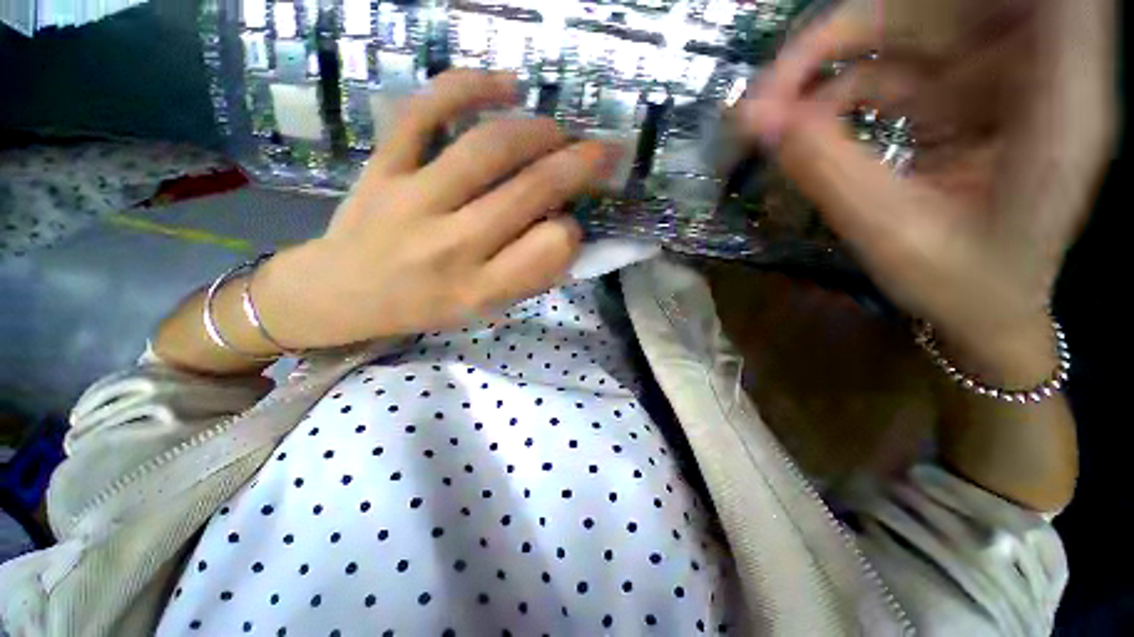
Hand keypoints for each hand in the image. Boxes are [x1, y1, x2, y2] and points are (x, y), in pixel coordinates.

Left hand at [255, 70, 617, 348]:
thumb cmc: (423, 306)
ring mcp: (413, 200)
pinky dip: (468, 87)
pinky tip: (506, 85)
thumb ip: (527, 274)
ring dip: (538, 131)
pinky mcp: (383, 167)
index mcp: (480, 289)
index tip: (570, 224)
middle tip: (603, 151)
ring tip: (559, 131)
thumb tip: (565, 227)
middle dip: (579, 165)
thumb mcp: (483, 309)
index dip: (571, 231)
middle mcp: (452, 246)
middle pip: (530, 191)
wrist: (342, 293)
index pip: (548, 250)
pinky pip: (424, 112)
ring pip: (488, 148)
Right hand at [743, 0, 1114, 382]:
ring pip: (904, 28)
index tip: (880, 12)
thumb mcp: (894, 236)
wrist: (986, 309)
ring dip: (827, 63)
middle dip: (843, 33)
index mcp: (1058, 104)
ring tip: (766, 115)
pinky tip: (800, 128)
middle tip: (767, 90)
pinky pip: (890, 67)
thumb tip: (762, 122)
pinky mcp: (960, 94)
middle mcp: (1032, 71)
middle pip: (939, 3)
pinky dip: (836, 91)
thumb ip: (832, 171)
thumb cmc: (961, 287)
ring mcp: (993, 78)